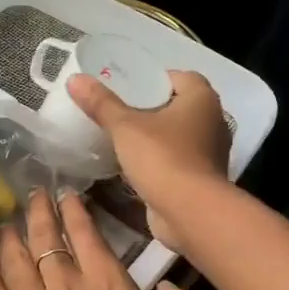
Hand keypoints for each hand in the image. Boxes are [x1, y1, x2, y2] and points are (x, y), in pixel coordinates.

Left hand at [0, 189, 202, 289]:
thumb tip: (164, 285)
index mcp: (108, 283)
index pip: (86, 233)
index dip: (75, 210)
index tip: (67, 193)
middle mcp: (66, 288)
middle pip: (46, 240)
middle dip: (39, 212)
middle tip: (33, 194)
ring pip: (16, 263)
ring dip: (10, 238)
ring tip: (5, 221)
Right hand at [65, 69, 229, 252]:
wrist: (189, 212)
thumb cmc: (162, 158)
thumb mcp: (125, 126)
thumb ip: (100, 103)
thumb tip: (75, 79)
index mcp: (202, 99)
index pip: (179, 77)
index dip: (153, 80)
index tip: (126, 90)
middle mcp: (213, 121)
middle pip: (177, 106)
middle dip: (151, 109)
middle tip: (118, 112)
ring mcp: (209, 152)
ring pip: (178, 135)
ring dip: (155, 136)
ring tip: (122, 138)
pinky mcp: (201, 178)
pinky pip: (177, 159)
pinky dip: (159, 160)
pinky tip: (134, 165)